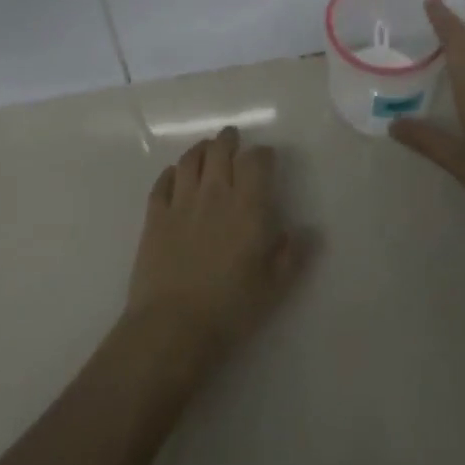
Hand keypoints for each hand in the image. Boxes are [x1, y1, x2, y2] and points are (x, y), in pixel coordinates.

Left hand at [125, 127, 308, 371]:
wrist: (173, 326)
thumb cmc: (231, 308)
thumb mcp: (274, 287)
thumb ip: (293, 254)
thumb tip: (309, 230)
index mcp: (247, 206)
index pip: (256, 162)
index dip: (262, 154)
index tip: (266, 157)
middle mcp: (214, 193)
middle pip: (220, 150)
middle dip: (229, 140)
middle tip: (233, 138)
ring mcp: (181, 201)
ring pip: (191, 160)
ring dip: (201, 149)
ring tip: (206, 149)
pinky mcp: (154, 216)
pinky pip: (162, 182)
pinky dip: (171, 173)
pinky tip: (174, 175)